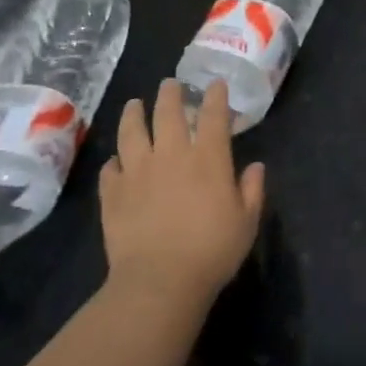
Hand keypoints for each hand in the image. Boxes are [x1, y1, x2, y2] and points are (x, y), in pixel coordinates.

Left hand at [100, 79, 265, 310]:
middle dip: (171, 94)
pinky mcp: (113, 193)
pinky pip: (110, 169)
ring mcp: (137, 172)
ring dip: (134, 114)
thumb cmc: (212, 251)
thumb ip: (252, 190)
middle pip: (168, 113)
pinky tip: (115, 162)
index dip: (215, 96)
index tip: (215, 84)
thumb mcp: (246, 222)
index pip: (213, 116)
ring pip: (132, 132)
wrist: (159, 280)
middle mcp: (171, 155)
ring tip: (134, 104)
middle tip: (170, 84)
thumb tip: (255, 167)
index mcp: (208, 159)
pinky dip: (114, 162)